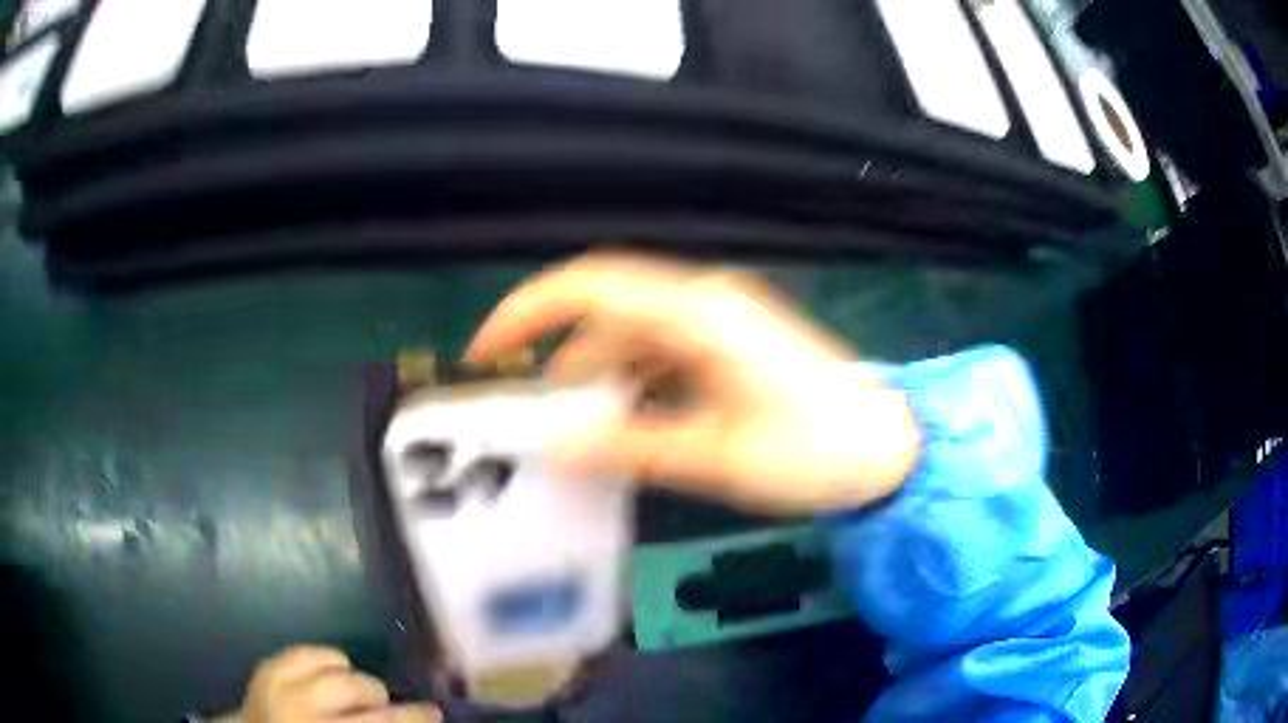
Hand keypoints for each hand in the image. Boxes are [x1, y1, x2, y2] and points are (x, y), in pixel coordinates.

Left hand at [239, 646, 439, 722]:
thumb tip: (410, 716)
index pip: (381, 721)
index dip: (413, 717)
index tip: (436, 711)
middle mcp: (303, 709)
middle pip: (361, 688)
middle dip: (381, 697)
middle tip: (387, 706)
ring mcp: (279, 684)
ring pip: (336, 665)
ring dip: (353, 678)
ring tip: (354, 693)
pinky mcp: (265, 667)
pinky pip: (305, 651)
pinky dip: (324, 661)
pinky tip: (328, 675)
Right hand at [466, 253, 919, 513]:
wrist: (891, 449)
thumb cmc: (815, 451)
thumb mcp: (717, 457)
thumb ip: (631, 447)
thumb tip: (554, 447)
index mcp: (698, 313)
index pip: (589, 287)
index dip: (527, 311)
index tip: (486, 354)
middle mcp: (704, 302)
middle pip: (606, 315)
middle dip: (561, 362)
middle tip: (531, 421)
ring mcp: (720, 322)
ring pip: (632, 339)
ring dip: (599, 382)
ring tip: (577, 438)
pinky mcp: (732, 345)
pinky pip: (662, 357)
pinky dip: (634, 388)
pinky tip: (625, 429)